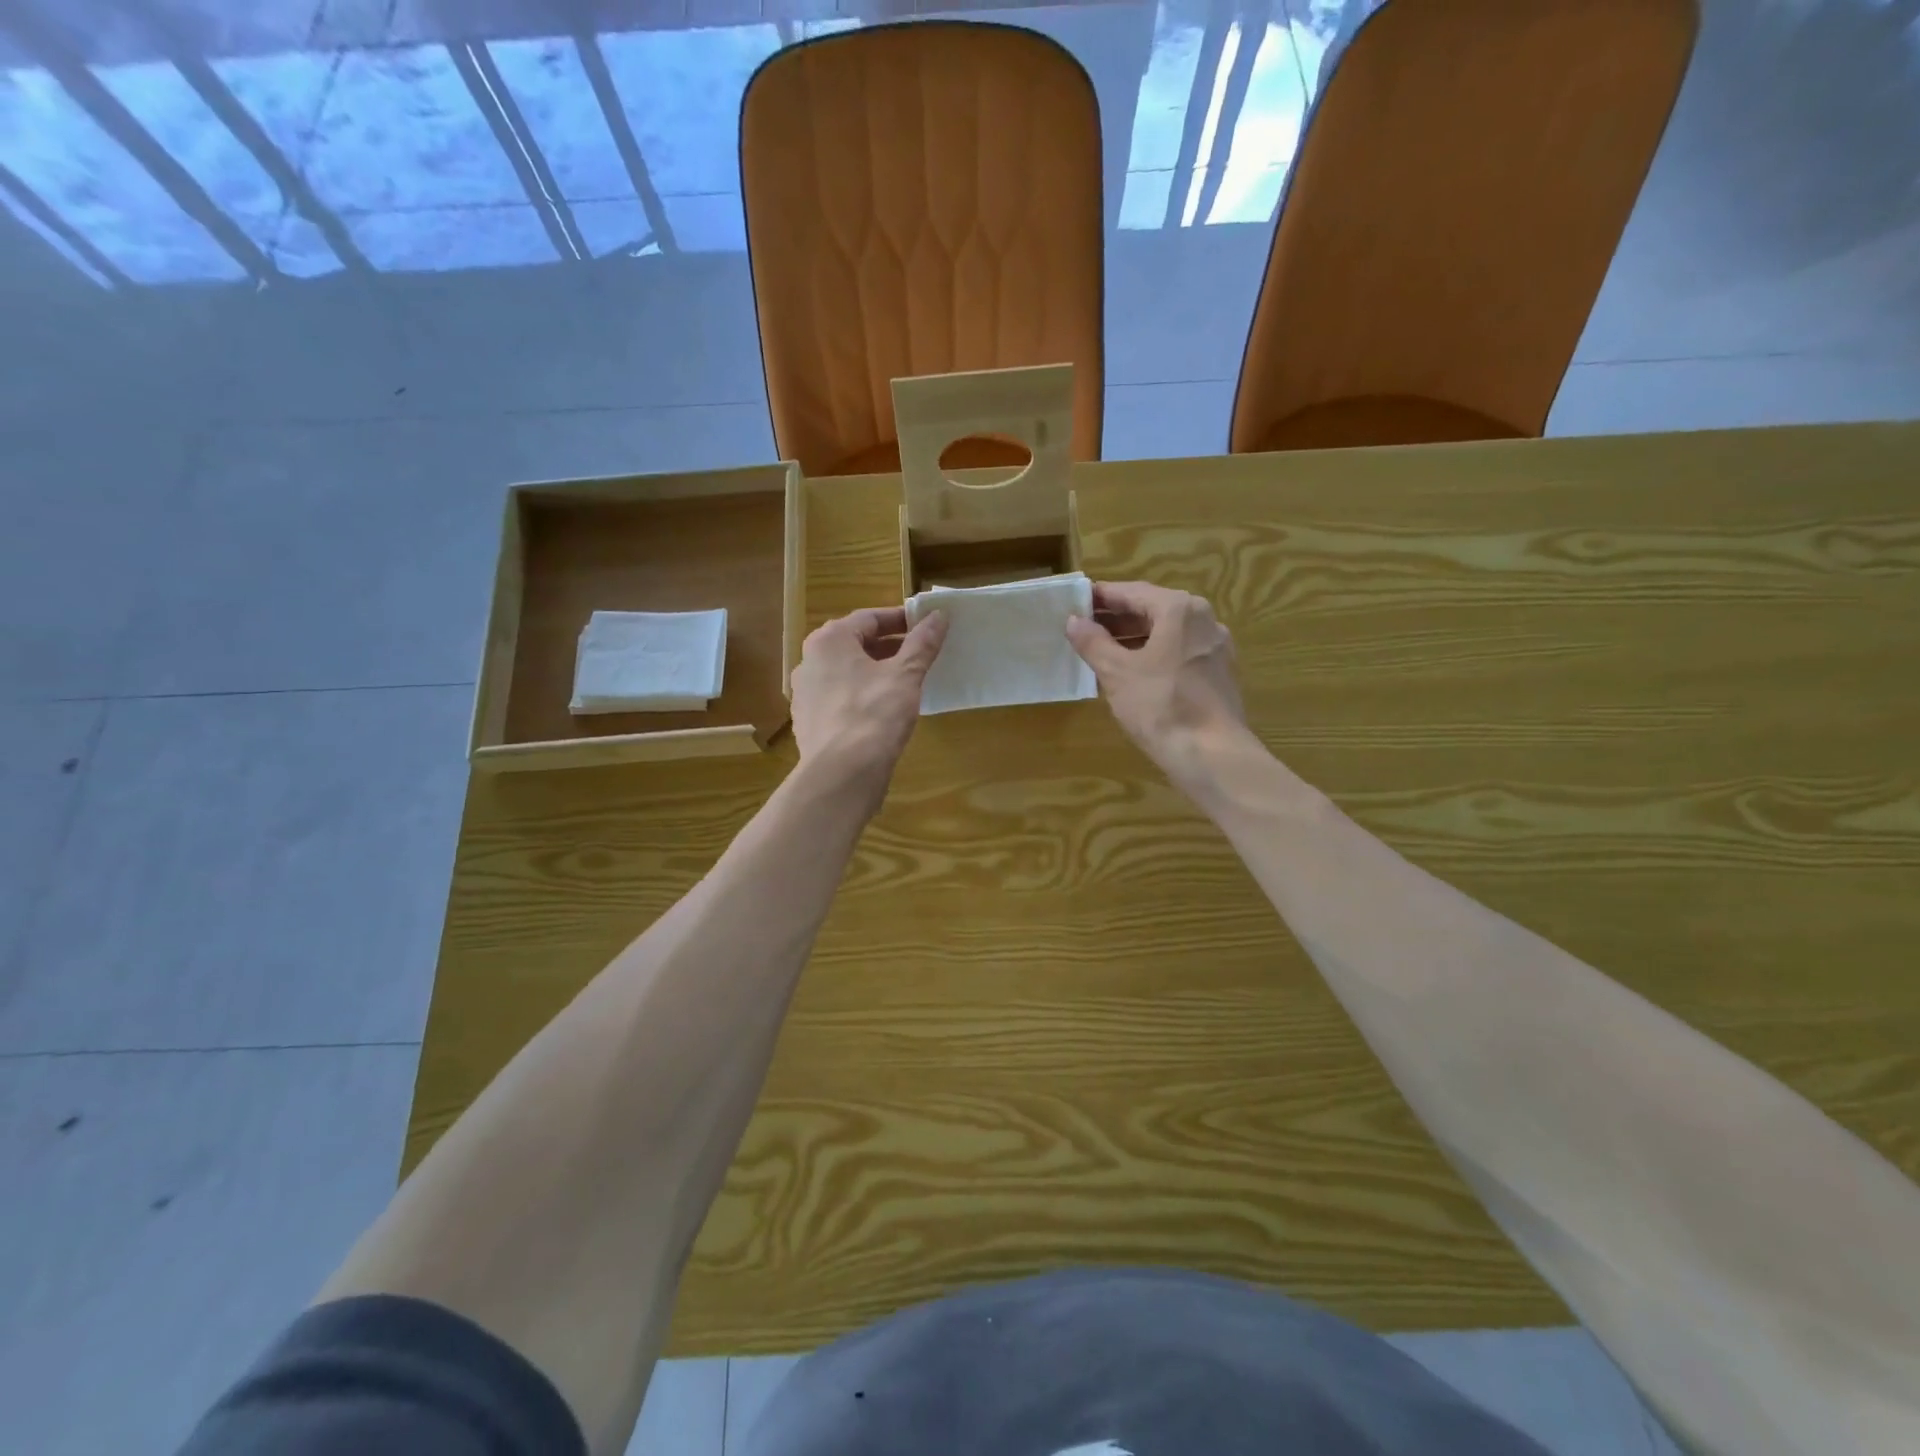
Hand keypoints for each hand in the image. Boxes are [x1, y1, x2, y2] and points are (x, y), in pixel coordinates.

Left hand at [790, 606, 947, 803]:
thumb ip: (922, 643)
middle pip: (855, 644)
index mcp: (829, 641)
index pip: (869, 618)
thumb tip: (939, 615)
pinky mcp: (809, 722)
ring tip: (907, 682)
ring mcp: (805, 694)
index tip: (926, 626)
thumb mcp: (906, 675)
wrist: (841, 774)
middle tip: (921, 654)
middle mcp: (809, 661)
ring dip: (876, 672)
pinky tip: (884, 711)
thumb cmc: (874, 714)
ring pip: (846, 672)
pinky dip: (862, 696)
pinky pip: (840, 698)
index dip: (901, 619)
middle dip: (889, 647)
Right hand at [1066, 581, 1250, 785]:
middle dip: (1117, 618)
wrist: (1211, 754)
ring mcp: (1215, 647)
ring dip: (1134, 637)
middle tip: (1083, 627)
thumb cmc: (1160, 706)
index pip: (1132, 592)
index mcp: (1179, 609)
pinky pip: (1179, 652)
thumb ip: (1093, 643)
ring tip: (1101, 650)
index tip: (1076, 602)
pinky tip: (1133, 672)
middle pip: (1153, 610)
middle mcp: (1203, 619)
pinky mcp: (1219, 673)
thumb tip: (1074, 621)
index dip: (1102, 597)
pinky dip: (1154, 654)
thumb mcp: (1117, 673)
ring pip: (1167, 632)